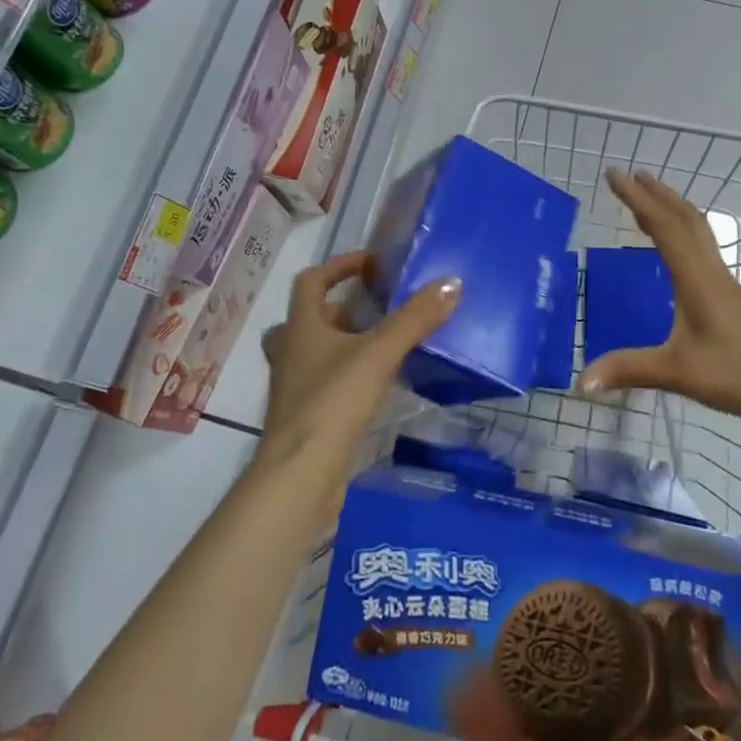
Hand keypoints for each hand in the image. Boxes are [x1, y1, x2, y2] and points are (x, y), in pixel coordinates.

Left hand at [257, 251, 458, 514]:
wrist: (300, 476)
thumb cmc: (332, 403)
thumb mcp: (379, 354)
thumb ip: (414, 319)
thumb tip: (451, 283)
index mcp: (300, 328)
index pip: (311, 281)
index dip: (339, 266)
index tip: (372, 263)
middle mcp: (289, 352)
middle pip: (308, 318)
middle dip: (340, 309)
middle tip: (375, 309)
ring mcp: (292, 387)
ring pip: (313, 353)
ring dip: (342, 343)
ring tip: (381, 346)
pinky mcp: (303, 417)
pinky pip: (323, 383)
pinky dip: (345, 376)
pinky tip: (375, 387)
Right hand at [576, 170, 740, 442]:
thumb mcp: (679, 373)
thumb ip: (629, 370)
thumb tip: (582, 382)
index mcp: (697, 279)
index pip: (664, 226)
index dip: (637, 199)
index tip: (614, 174)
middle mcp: (712, 272)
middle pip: (685, 219)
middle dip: (657, 194)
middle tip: (630, 175)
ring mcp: (725, 285)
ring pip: (698, 232)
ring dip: (672, 209)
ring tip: (651, 200)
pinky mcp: (732, 299)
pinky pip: (702, 251)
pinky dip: (683, 234)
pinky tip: (677, 252)